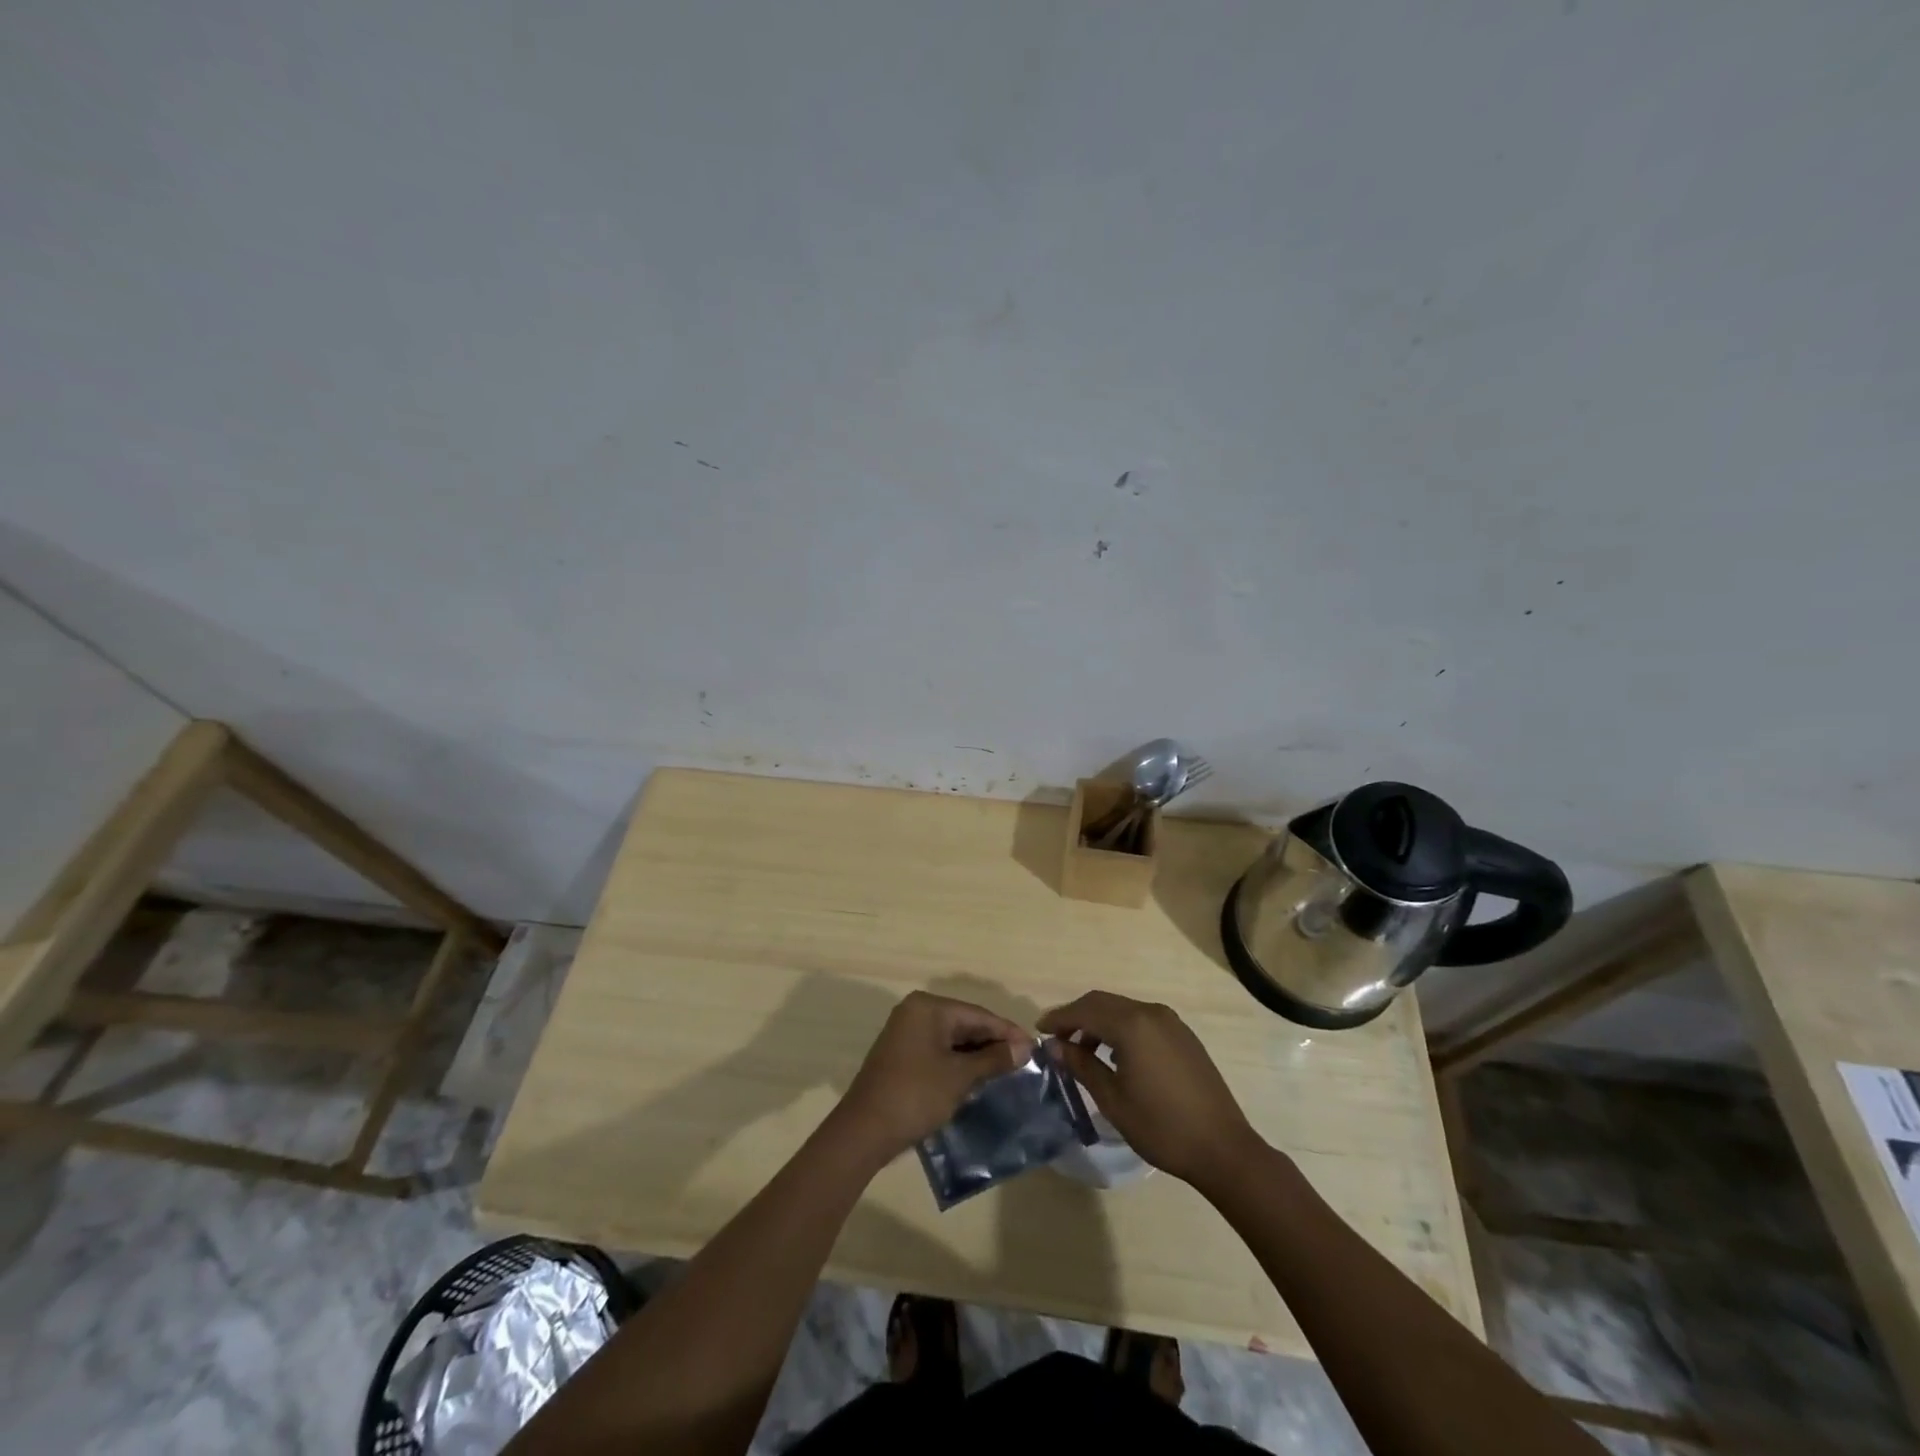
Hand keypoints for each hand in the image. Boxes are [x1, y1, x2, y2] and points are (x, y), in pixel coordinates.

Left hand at [833, 991, 1034, 1164]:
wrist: (864, 1131)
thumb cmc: (916, 1095)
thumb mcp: (960, 1077)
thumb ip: (993, 1059)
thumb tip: (1024, 1048)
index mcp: (928, 1007)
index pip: (978, 1014)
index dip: (1007, 1032)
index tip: (1034, 1047)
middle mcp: (916, 1011)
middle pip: (965, 1023)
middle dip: (993, 1042)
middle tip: (1024, 1061)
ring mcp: (906, 1032)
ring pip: (952, 1038)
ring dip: (977, 1054)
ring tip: (1007, 1070)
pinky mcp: (902, 1054)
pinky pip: (939, 1050)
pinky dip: (959, 1061)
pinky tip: (978, 1076)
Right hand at [1038, 991, 1261, 1193]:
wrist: (1222, 1148)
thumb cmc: (1161, 1127)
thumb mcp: (1112, 1099)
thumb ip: (1081, 1065)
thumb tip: (1054, 1046)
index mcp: (1132, 1025)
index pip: (1084, 1010)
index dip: (1059, 1018)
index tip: (1039, 1031)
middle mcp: (1151, 1013)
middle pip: (1103, 1002)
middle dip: (1076, 1017)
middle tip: (1056, 1039)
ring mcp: (1170, 1022)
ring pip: (1123, 1009)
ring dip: (1098, 1022)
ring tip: (1083, 1051)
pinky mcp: (1183, 1035)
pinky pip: (1142, 1020)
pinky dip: (1120, 1028)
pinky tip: (1115, 1055)